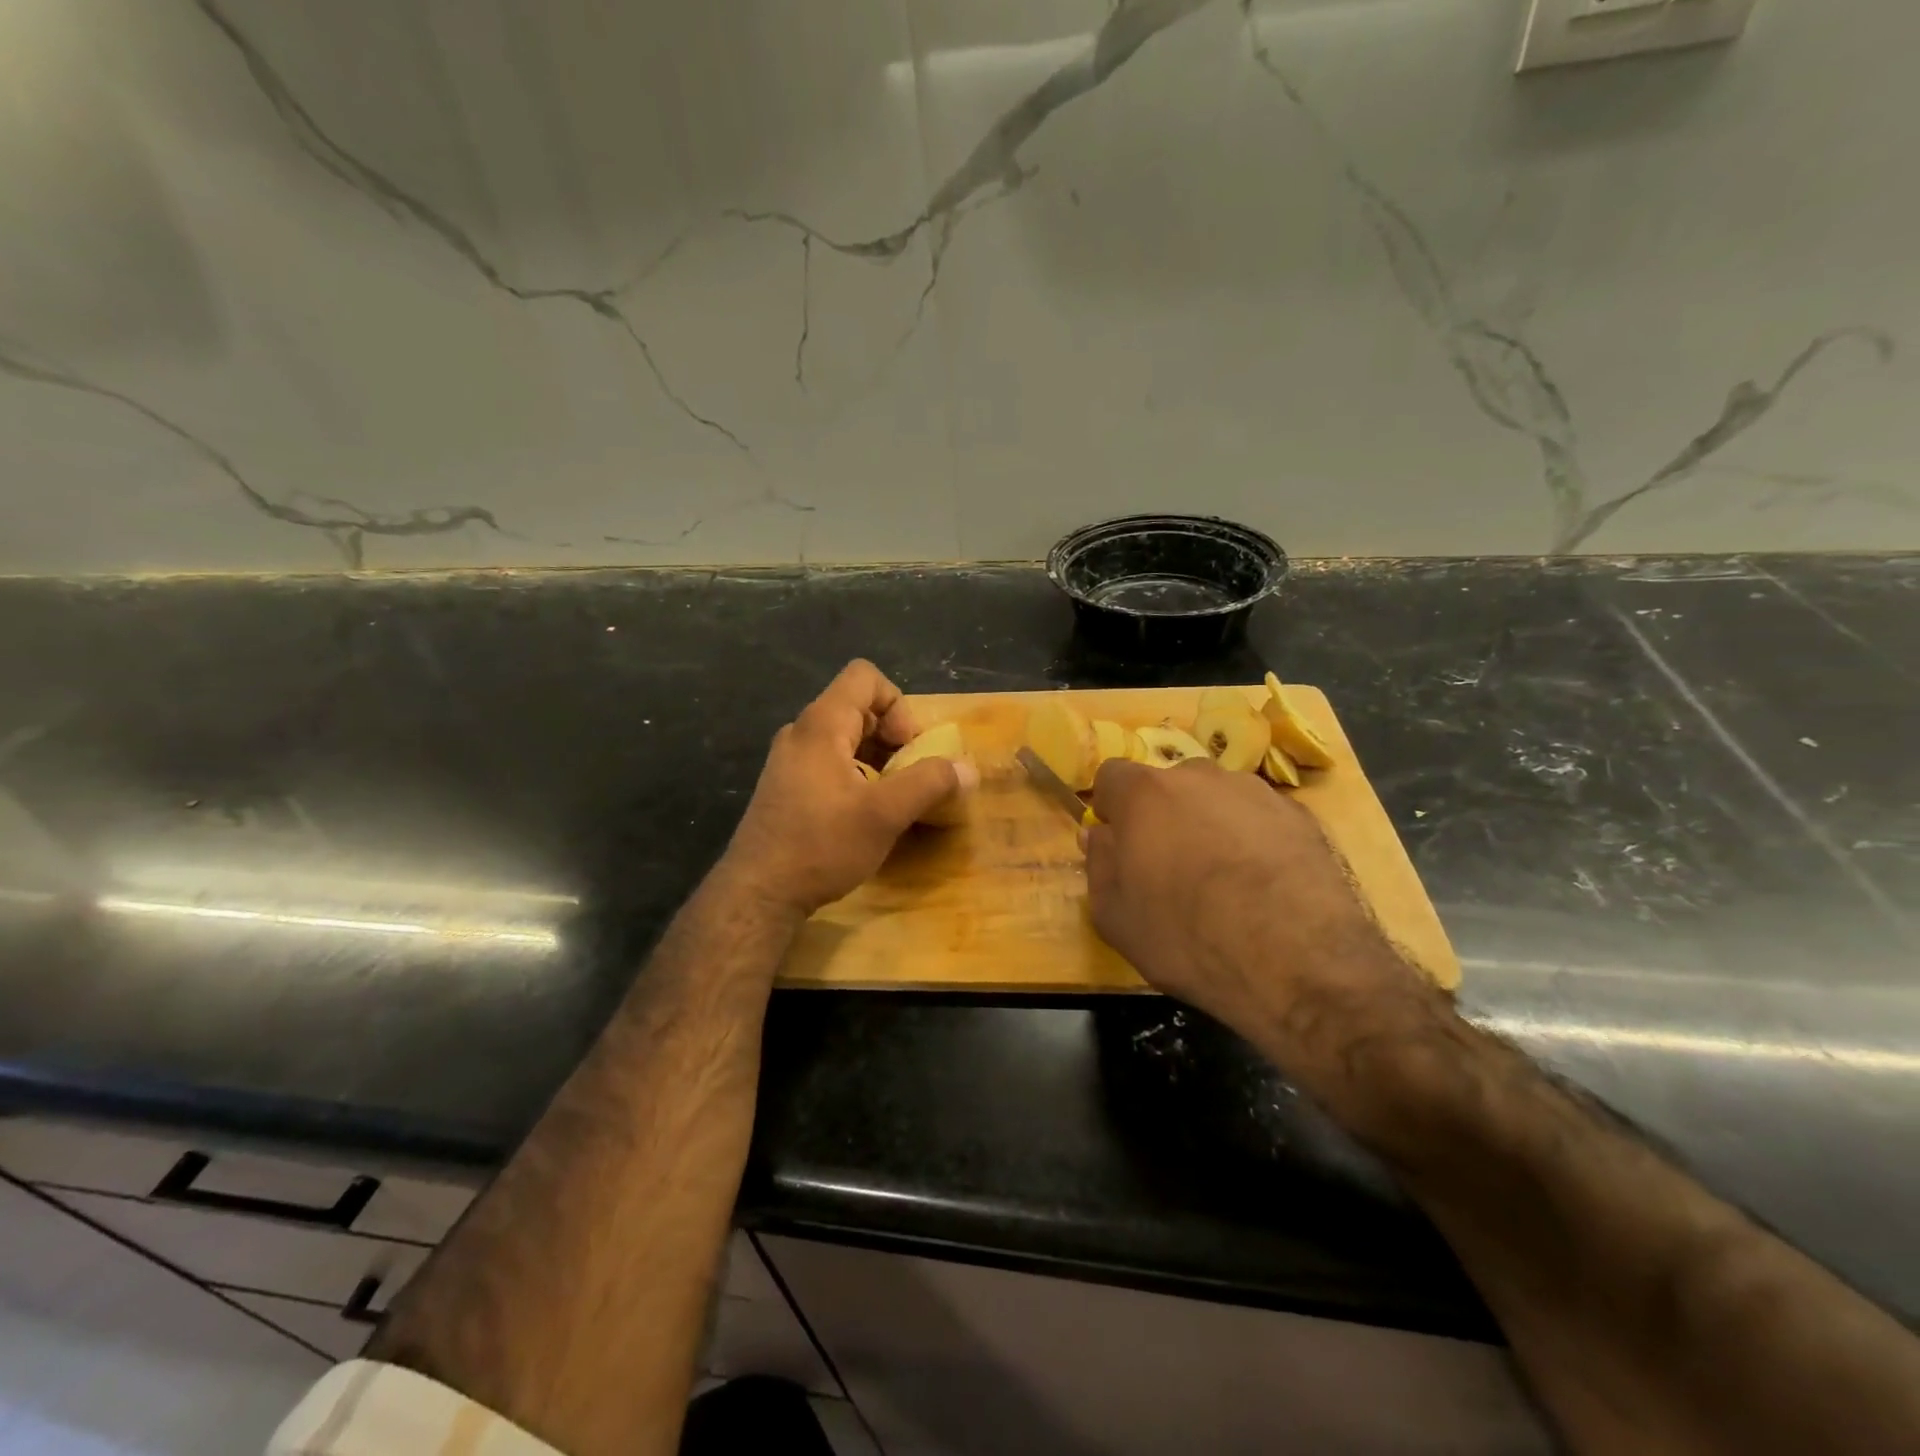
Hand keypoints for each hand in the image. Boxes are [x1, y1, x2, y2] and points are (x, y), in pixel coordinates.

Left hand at [722, 661, 977, 916]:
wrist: (758, 893)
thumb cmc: (821, 845)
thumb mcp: (885, 814)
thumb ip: (930, 783)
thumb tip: (968, 769)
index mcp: (821, 724)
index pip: (865, 677)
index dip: (898, 704)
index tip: (907, 748)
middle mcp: (801, 732)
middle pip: (858, 707)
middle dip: (893, 736)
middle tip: (908, 776)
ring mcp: (789, 760)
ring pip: (845, 737)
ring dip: (877, 758)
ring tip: (890, 798)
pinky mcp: (786, 786)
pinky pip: (830, 761)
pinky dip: (857, 774)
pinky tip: (863, 814)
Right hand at [1084, 758, 1418, 1053]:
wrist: (1300, 962)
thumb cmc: (1189, 938)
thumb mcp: (1116, 917)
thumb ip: (1098, 865)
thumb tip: (1099, 834)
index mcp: (1146, 794)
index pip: (1112, 776)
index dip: (1111, 808)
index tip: (1118, 842)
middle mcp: (1200, 777)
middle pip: (1168, 785)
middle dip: (1162, 816)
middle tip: (1170, 866)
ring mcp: (1256, 792)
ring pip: (1218, 799)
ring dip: (1210, 824)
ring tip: (1225, 880)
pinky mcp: (1302, 816)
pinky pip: (1260, 818)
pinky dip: (1254, 840)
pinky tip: (1265, 886)